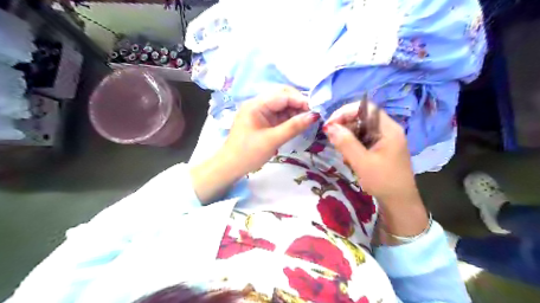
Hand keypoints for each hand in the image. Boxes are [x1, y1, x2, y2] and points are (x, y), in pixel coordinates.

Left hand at [191, 86, 316, 203]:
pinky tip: (298, 124)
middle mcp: (258, 104)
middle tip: (312, 115)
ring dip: (295, 111)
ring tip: (308, 121)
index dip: (300, 100)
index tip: (315, 111)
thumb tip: (314, 116)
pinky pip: (279, 115)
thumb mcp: (272, 140)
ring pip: (282, 106)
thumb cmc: (248, 153)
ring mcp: (260, 113)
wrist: (230, 166)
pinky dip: (290, 118)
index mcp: (256, 105)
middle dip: (298, 104)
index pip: (282, 95)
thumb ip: (293, 127)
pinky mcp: (263, 121)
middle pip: (282, 96)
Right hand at [322, 102, 428, 240]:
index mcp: (388, 129)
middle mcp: (387, 130)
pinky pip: (363, 139)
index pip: (366, 108)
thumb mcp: (362, 162)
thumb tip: (328, 127)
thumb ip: (345, 143)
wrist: (399, 203)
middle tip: (331, 138)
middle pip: (362, 117)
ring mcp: (384, 139)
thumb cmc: (383, 181)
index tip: (330, 124)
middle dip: (344, 125)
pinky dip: (352, 144)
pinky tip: (348, 156)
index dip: (346, 112)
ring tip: (340, 150)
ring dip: (347, 136)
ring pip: (360, 128)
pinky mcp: (380, 148)